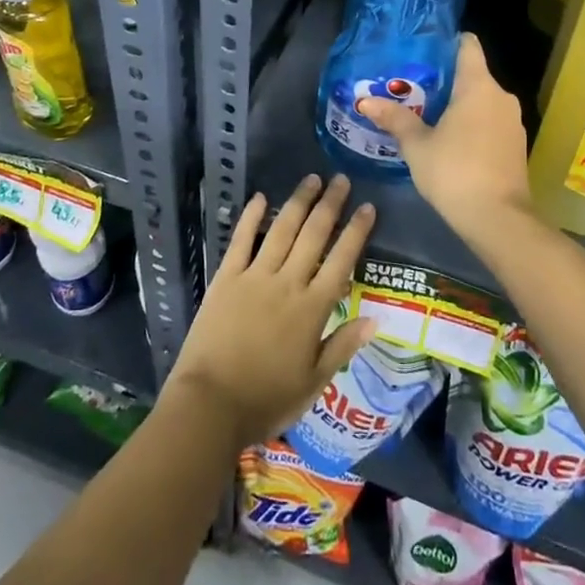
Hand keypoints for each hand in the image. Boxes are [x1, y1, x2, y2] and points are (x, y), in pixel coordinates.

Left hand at [165, 174, 376, 446]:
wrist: (210, 406)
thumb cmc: (266, 400)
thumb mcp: (313, 382)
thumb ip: (343, 346)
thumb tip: (375, 318)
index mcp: (312, 309)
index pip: (341, 261)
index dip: (356, 232)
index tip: (368, 207)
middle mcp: (287, 283)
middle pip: (314, 235)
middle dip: (330, 205)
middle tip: (341, 179)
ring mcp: (255, 277)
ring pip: (282, 230)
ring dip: (298, 202)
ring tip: (311, 179)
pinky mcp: (226, 278)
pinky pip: (241, 241)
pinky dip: (251, 217)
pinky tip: (260, 197)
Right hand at [357, 33, 530, 238]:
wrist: (499, 219)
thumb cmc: (454, 171)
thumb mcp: (417, 145)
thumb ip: (395, 119)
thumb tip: (365, 101)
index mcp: (478, 86)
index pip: (468, 45)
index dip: (448, 42)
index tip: (425, 50)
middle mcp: (501, 96)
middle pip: (473, 74)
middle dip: (446, 79)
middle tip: (413, 87)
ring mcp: (512, 121)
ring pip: (483, 100)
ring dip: (459, 104)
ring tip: (427, 113)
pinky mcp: (516, 144)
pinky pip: (491, 121)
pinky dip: (473, 123)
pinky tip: (451, 139)